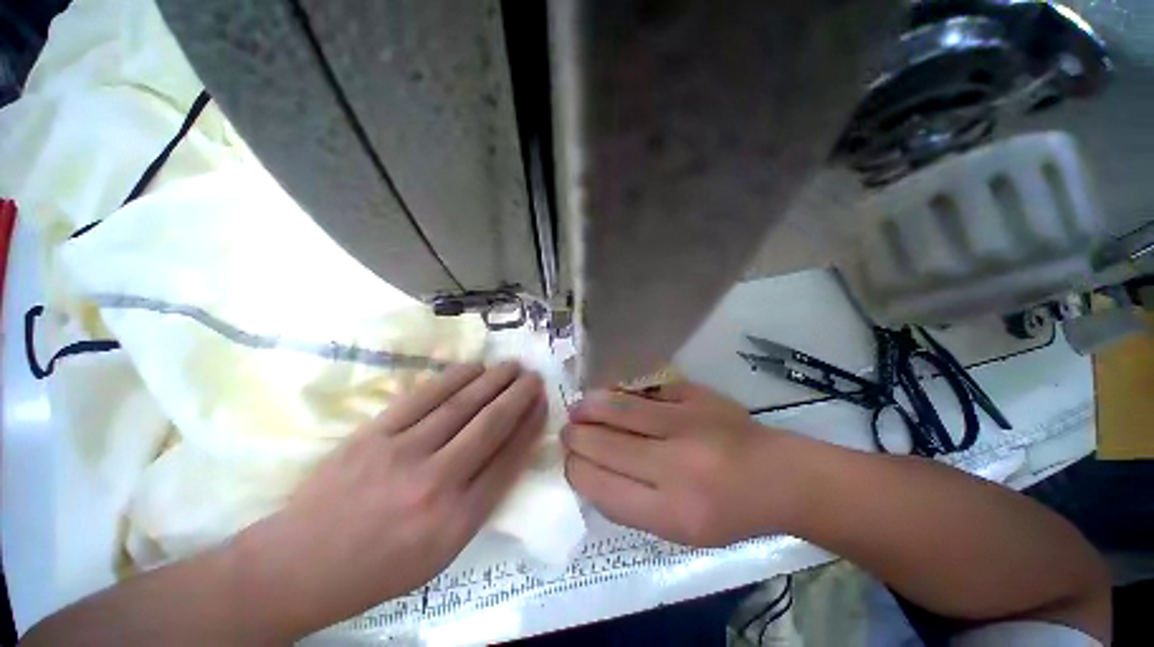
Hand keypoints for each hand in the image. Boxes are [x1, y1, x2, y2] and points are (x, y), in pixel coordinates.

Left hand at [234, 362, 546, 635]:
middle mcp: (438, 482)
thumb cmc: (379, 571)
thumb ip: (467, 514)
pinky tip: (467, 370)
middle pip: (487, 428)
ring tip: (510, 367)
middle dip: (516, 399)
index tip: (543, 408)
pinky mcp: (373, 435)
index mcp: (459, 521)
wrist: (316, 558)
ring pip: (456, 408)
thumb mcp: (439, 557)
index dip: (527, 431)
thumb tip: (484, 475)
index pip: (506, 465)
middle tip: (534, 377)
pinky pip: (418, 401)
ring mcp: (402, 453)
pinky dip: (447, 381)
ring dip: (488, 383)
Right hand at [563, 382, 799, 546]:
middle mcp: (674, 465)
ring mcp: (688, 424)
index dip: (575, 471)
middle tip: (569, 435)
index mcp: (666, 510)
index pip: (596, 483)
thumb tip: (590, 473)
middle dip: (575, 438)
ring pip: (618, 408)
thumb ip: (630, 508)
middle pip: (600, 444)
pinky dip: (625, 394)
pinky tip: (616, 398)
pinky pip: (648, 389)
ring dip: (589, 408)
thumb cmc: (730, 516)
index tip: (573, 464)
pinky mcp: (701, 397)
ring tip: (579, 410)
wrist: (780, 478)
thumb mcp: (677, 533)